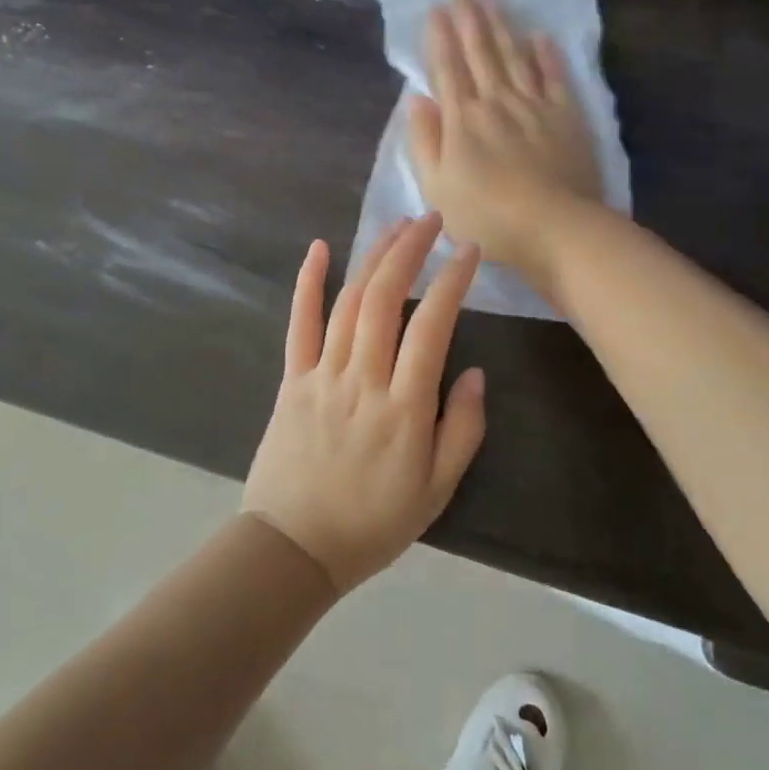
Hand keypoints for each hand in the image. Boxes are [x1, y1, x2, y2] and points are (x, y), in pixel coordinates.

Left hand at [243, 215, 486, 592]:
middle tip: (432, 221)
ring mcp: (322, 375)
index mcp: (404, 407)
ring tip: (396, 226)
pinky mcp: (292, 379)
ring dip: (374, 257)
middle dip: (410, 250)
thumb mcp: (437, 490)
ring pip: (348, 301)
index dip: (452, 281)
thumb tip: (476, 373)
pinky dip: (308, 282)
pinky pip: (299, 324)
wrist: (293, 548)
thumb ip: (463, 430)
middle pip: (385, 298)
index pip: (431, 326)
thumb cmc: (373, 522)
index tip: (470, 251)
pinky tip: (319, 248)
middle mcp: (362, 379)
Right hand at [408, 0, 604, 271]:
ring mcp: (535, 105)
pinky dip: (546, 55)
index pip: (448, 68)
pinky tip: (540, 36)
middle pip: (481, 52)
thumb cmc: (487, 217)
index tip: (436, 9)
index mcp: (462, 119)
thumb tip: (416, 99)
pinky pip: (554, 76)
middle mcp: (497, 101)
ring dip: (501, 26)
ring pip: (514, 56)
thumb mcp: (437, 187)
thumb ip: (425, 141)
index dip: (440, 37)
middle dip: (469, 18)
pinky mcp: (566, 116)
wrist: (555, 229)